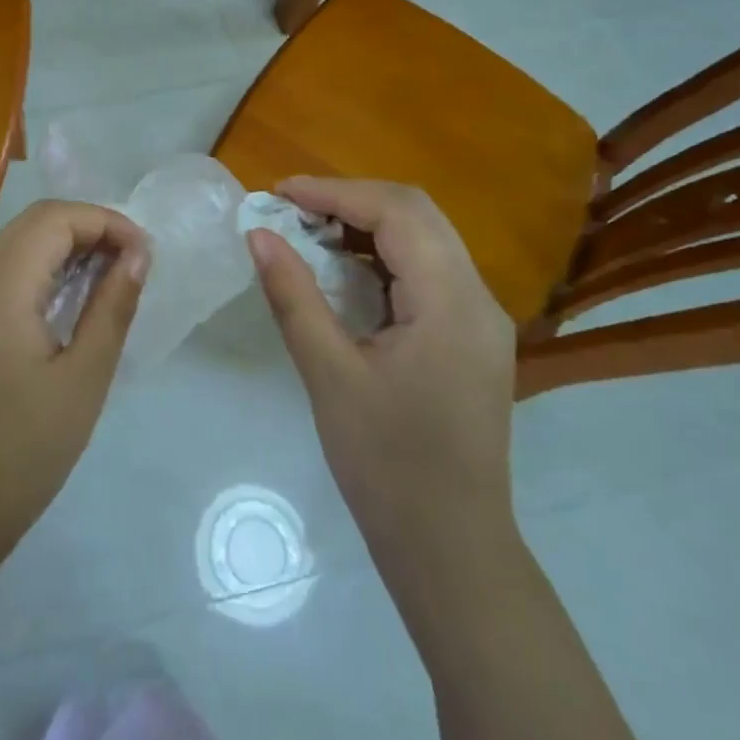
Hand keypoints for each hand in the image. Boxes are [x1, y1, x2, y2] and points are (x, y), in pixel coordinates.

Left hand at [0, 200, 148, 565]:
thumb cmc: (21, 451)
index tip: (146, 254)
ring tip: (113, 279)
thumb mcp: (82, 378)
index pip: (55, 218)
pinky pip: (7, 274)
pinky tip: (74, 303)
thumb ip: (111, 307)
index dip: (106, 222)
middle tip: (133, 263)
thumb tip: (138, 255)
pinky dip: (45, 272)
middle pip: (35, 223)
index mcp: (0, 286)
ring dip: (67, 249)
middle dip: (89, 229)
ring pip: (19, 245)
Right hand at [247, 177, 517, 558]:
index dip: (335, 191)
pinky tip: (344, 269)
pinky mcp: (471, 337)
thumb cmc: (387, 465)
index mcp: (451, 303)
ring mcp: (481, 318)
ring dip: (368, 224)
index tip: (279, 192)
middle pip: (418, 214)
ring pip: (426, 238)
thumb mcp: (330, 376)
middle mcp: (478, 298)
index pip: (397, 213)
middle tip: (291, 208)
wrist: (451, 548)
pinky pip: (429, 271)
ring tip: (309, 230)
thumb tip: (258, 234)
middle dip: (351, 199)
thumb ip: (293, 296)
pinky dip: (384, 255)